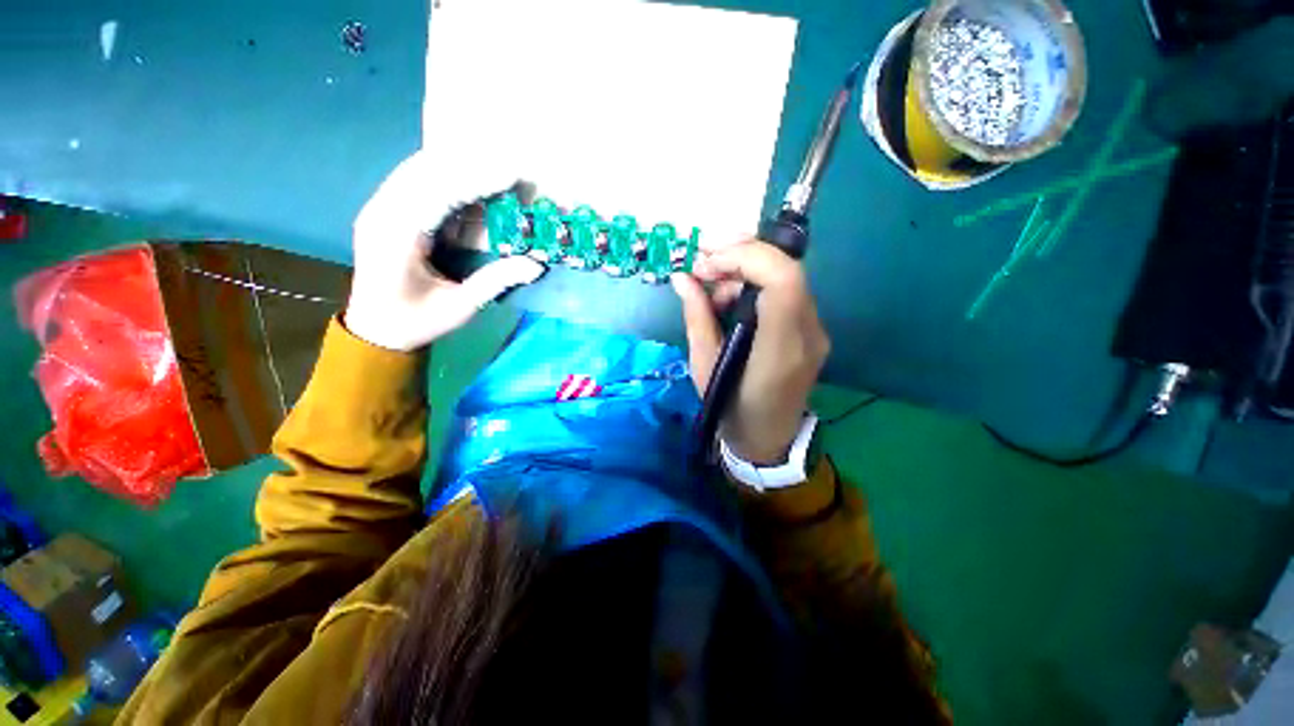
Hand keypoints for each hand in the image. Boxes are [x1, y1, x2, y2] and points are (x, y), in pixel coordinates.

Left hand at [344, 151, 545, 351]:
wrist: (374, 329)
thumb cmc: (415, 322)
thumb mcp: (459, 307)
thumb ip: (495, 281)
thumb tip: (536, 264)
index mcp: (397, 237)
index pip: (439, 193)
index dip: (477, 181)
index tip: (512, 175)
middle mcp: (382, 212)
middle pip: (427, 171)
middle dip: (471, 167)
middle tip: (511, 171)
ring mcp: (380, 208)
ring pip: (419, 170)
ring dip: (459, 167)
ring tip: (496, 173)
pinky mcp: (385, 210)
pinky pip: (416, 181)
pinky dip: (446, 178)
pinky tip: (470, 183)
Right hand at [672, 240, 829, 463]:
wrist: (767, 438)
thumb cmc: (730, 408)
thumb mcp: (703, 365)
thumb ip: (697, 317)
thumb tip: (682, 277)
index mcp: (780, 349)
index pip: (783, 280)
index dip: (746, 257)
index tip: (707, 262)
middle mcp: (808, 334)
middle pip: (786, 269)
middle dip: (740, 255)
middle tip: (702, 262)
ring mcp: (815, 331)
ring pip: (785, 276)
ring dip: (744, 270)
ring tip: (710, 288)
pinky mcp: (811, 330)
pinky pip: (785, 291)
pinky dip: (754, 283)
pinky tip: (729, 299)